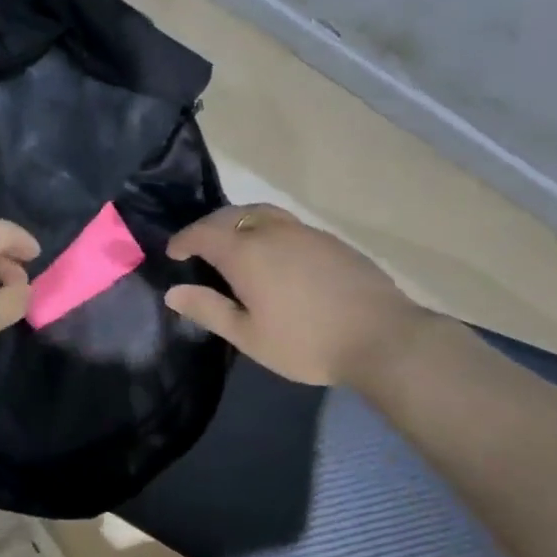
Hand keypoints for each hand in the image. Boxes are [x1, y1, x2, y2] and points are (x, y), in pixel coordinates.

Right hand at [165, 204, 427, 386]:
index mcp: (246, 252)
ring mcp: (305, 232)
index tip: (173, 252)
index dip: (183, 240)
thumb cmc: (306, 342)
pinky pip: (286, 224)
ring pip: (261, 213)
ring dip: (239, 222)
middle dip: (208, 227)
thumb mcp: (249, 336)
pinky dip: (267, 229)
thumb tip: (173, 292)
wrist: (383, 337)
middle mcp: (272, 231)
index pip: (203, 233)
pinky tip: (275, 254)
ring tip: (234, 243)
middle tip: (198, 246)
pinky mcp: (330, 240)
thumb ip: (209, 309)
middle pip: (231, 215)